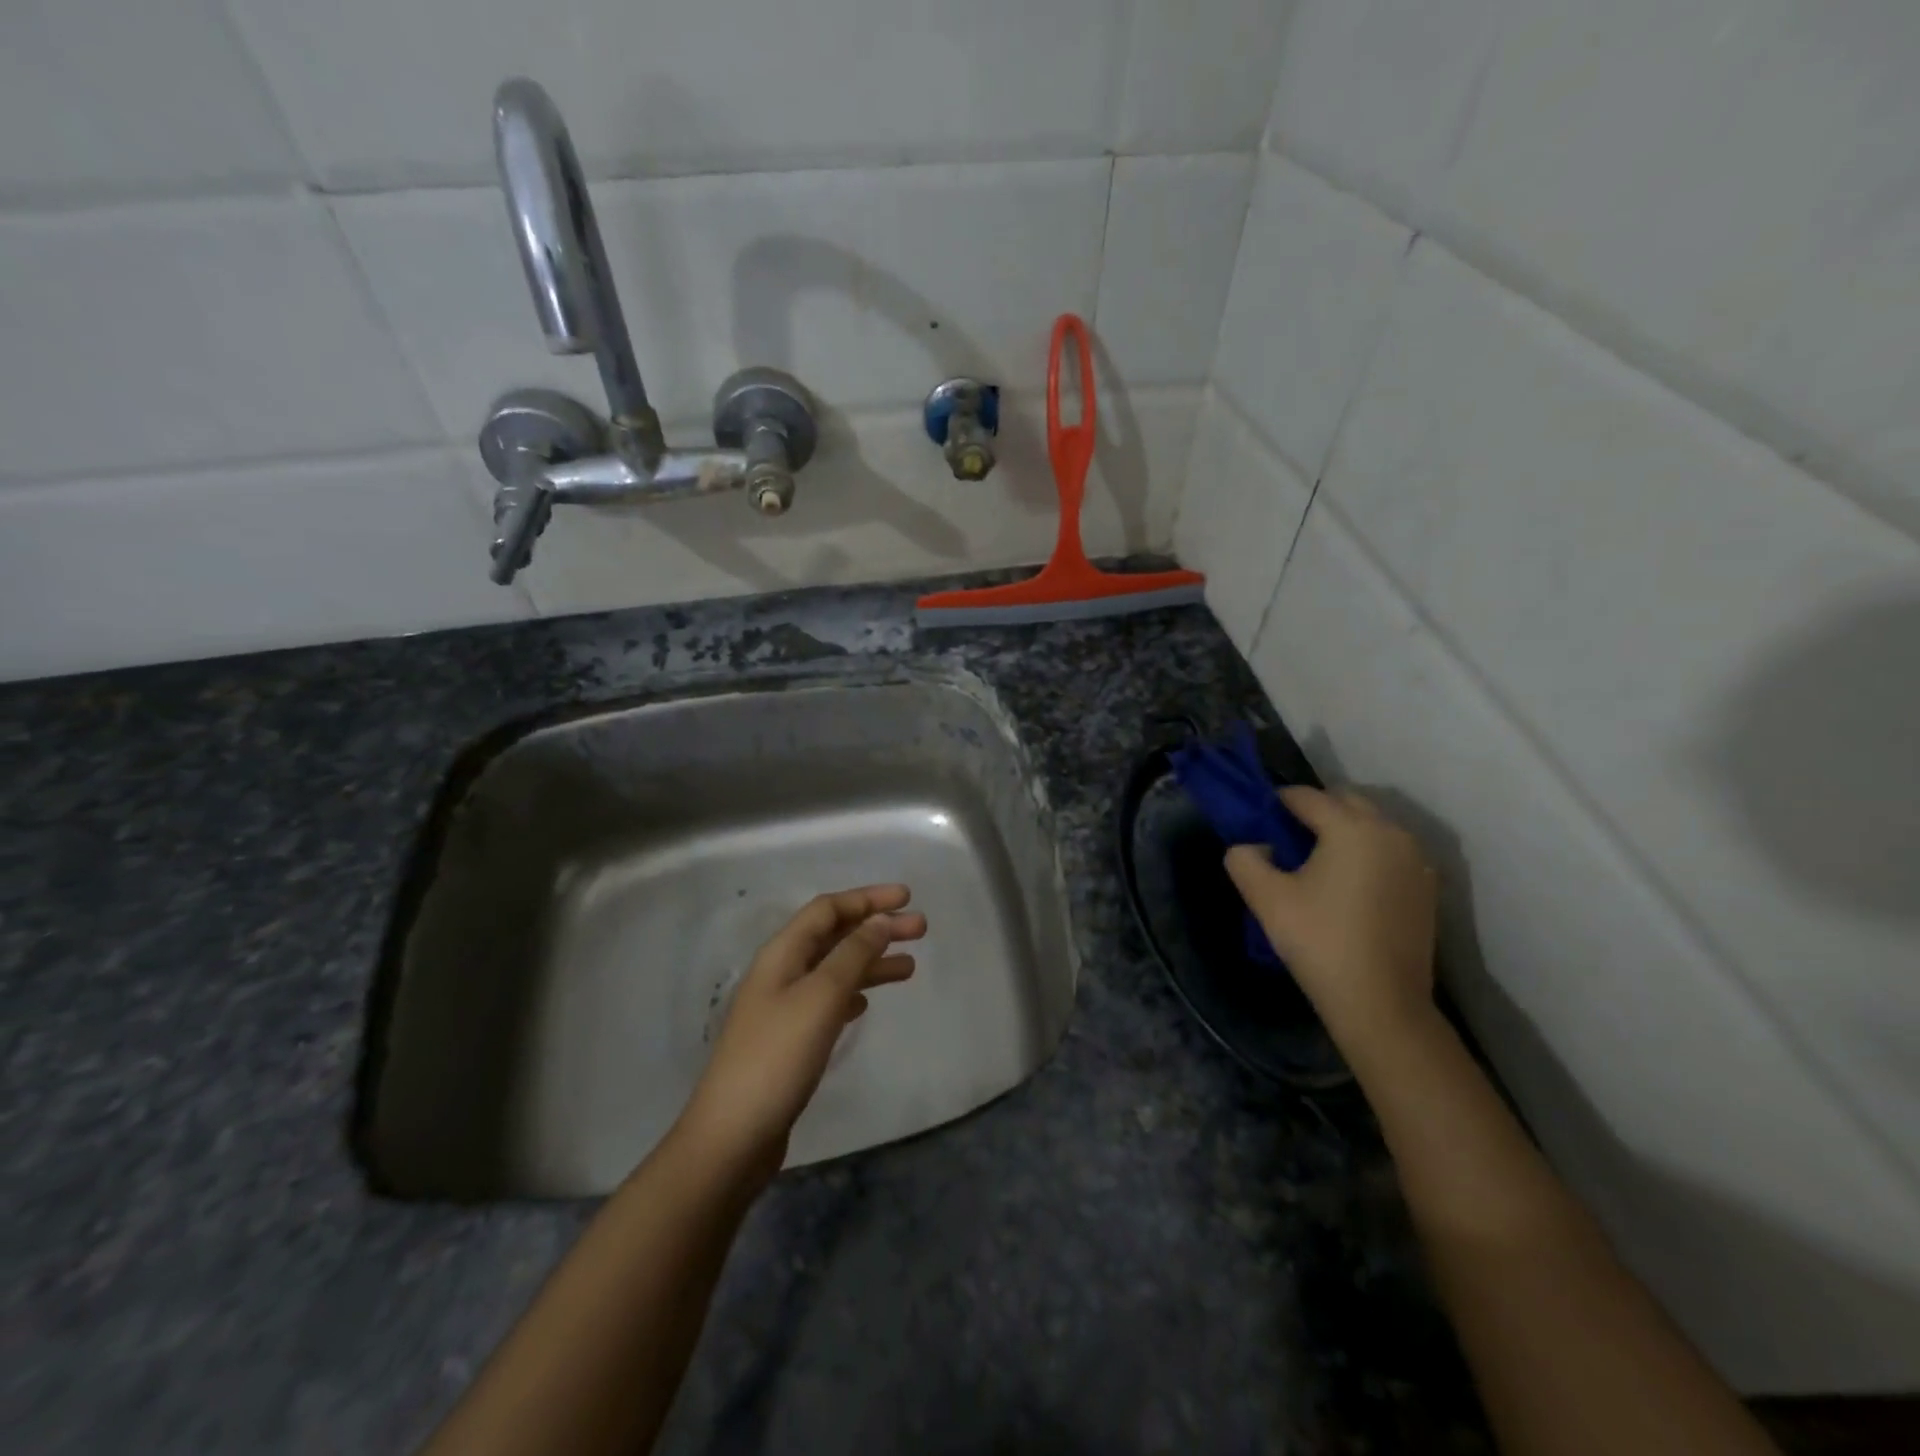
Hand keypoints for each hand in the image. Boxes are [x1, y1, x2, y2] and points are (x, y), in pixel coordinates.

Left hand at [679, 886, 925, 1179]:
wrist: (733, 1136)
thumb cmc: (778, 1057)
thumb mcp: (821, 997)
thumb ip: (852, 955)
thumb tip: (879, 920)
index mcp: (782, 954)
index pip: (828, 909)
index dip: (867, 898)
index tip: (907, 898)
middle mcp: (782, 973)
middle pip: (834, 936)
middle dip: (877, 928)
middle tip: (922, 929)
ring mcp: (784, 1008)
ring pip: (836, 970)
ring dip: (871, 962)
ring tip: (910, 967)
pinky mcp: (789, 1041)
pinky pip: (828, 1001)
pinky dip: (853, 993)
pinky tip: (868, 1003)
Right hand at [1224, 786, 1437, 1057]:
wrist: (1381, 1002)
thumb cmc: (1319, 941)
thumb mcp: (1265, 898)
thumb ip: (1244, 859)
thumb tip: (1254, 847)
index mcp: (1351, 828)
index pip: (1307, 796)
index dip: (1277, 801)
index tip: (1258, 817)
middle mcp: (1390, 833)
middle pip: (1346, 802)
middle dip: (1315, 810)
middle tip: (1286, 836)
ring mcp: (1415, 861)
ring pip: (1372, 825)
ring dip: (1343, 830)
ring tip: (1316, 861)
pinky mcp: (1426, 888)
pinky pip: (1390, 852)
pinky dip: (1366, 853)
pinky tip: (1347, 884)